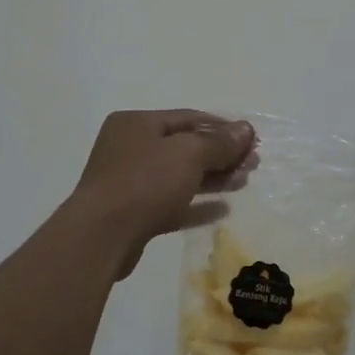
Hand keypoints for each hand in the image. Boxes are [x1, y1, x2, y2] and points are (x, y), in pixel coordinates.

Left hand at [70, 110, 256, 279]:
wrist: (102, 236)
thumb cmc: (145, 182)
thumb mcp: (188, 154)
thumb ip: (219, 142)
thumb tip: (246, 130)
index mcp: (136, 124)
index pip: (188, 118)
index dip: (223, 127)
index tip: (252, 139)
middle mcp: (130, 148)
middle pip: (184, 147)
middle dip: (221, 154)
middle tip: (252, 163)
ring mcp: (129, 183)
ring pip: (179, 176)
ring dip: (213, 178)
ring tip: (244, 182)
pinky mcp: (133, 215)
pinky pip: (171, 203)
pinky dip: (197, 204)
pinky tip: (223, 209)